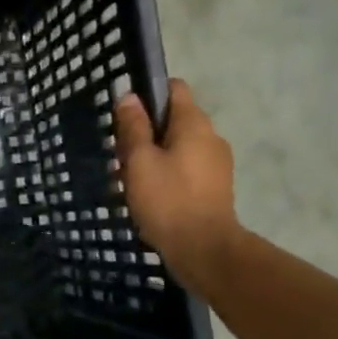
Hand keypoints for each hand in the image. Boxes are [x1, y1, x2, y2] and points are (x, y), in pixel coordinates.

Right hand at [115, 80, 243, 294]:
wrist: (203, 250)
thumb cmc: (167, 200)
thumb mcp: (140, 161)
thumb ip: (134, 127)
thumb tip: (129, 96)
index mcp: (194, 124)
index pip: (174, 89)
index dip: (148, 95)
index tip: (126, 117)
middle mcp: (211, 137)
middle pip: (174, 120)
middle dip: (146, 132)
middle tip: (120, 156)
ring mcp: (217, 164)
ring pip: (179, 147)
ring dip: (155, 157)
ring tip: (131, 180)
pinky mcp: (215, 188)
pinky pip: (186, 169)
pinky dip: (168, 175)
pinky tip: (150, 197)